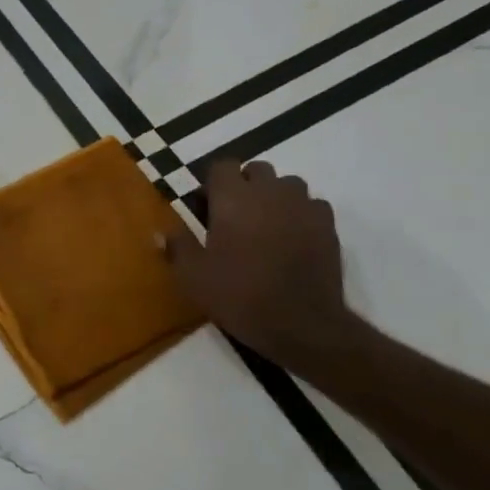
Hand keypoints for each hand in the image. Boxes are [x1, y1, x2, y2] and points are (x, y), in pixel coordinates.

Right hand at [161, 159, 356, 363]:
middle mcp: (269, 193)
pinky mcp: (328, 226)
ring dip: (275, 196)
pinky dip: (301, 213)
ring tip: (267, 224)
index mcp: (232, 199)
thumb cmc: (239, 295)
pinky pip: (313, 205)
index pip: (222, 165)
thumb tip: (161, 232)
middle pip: (258, 170)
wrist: (300, 324)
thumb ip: (177, 247)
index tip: (208, 205)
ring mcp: (302, 207)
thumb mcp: (193, 276)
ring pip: (288, 184)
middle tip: (235, 215)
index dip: (214, 182)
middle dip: (245, 184)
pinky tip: (294, 236)